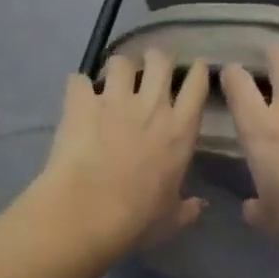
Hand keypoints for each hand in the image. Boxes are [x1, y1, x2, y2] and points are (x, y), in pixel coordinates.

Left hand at [33, 50, 209, 258]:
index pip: (196, 86)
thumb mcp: (171, 218)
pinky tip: (77, 98)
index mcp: (180, 131)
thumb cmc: (138, 218)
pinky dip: (79, 88)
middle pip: (159, 60)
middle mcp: (152, 106)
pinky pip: (79, 80)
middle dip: (155, 59)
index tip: (194, 68)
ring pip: (121, 61)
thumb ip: (188, 209)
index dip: (196, 72)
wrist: (89, 211)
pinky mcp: (81, 103)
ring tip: (112, 80)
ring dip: (118, 69)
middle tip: (148, 69)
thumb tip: (201, 206)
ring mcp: (115, 100)